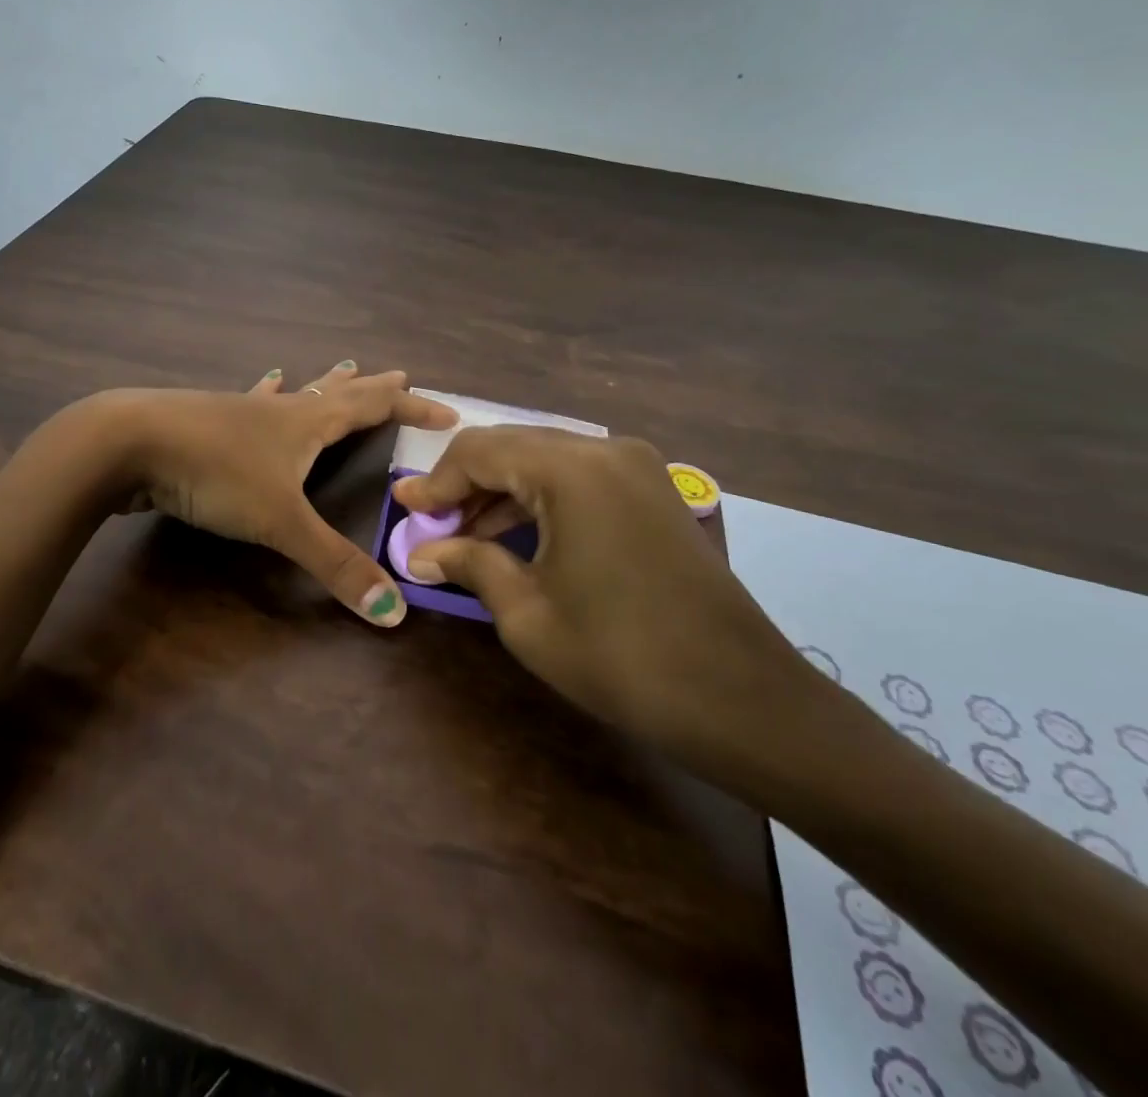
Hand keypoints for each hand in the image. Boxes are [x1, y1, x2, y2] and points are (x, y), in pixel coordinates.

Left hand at [105, 361, 457, 626]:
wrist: (129, 441)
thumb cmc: (215, 472)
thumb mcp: (281, 521)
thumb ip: (335, 565)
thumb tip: (394, 612)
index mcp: (308, 422)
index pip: (375, 407)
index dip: (413, 408)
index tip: (449, 412)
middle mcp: (282, 410)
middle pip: (339, 392)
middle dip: (373, 388)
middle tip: (400, 374)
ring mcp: (243, 411)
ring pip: (296, 393)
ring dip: (324, 385)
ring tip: (341, 368)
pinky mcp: (210, 422)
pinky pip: (254, 402)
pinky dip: (268, 391)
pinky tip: (266, 380)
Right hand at [391, 427, 821, 772]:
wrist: (743, 700)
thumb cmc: (621, 657)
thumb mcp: (528, 614)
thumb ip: (470, 565)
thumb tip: (424, 553)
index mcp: (571, 469)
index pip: (480, 451)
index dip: (436, 481)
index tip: (405, 509)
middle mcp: (605, 450)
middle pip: (513, 447)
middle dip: (467, 483)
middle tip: (432, 525)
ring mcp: (637, 467)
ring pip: (547, 459)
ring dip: (503, 491)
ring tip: (468, 535)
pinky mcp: (654, 492)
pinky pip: (580, 478)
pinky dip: (542, 498)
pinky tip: (519, 535)